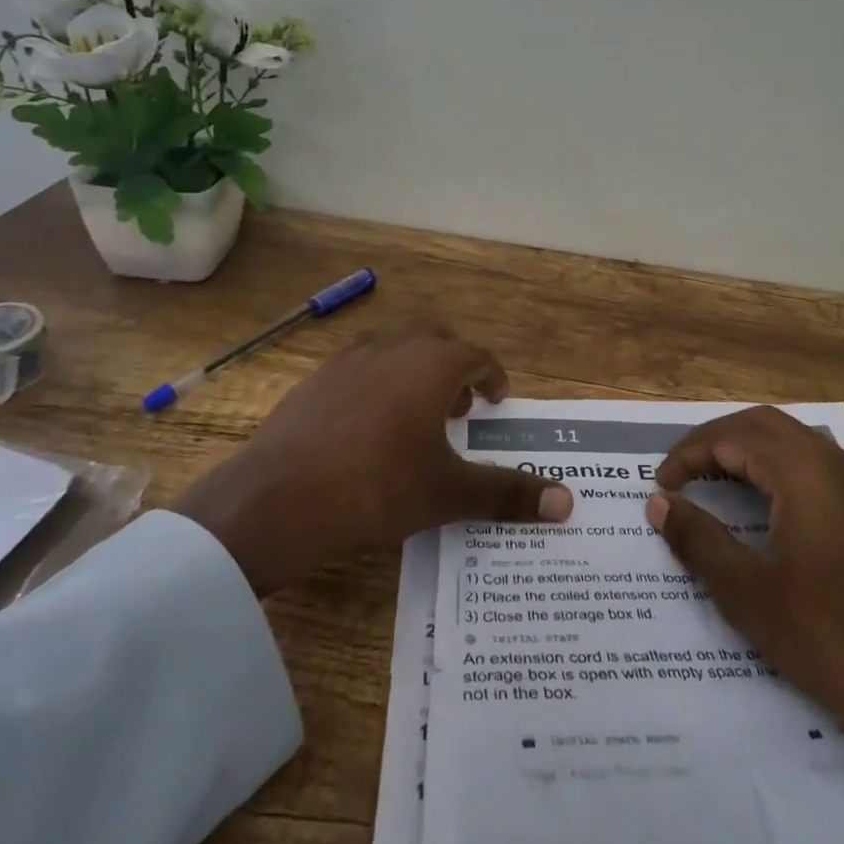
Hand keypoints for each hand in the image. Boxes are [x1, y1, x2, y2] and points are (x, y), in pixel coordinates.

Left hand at [172, 321, 572, 595]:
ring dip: (414, 371)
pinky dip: (377, 384)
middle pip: (435, 339)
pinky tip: (366, 428)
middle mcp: (393, 349)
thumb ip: (508, 494)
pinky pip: (359, 368)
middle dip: (453, 367)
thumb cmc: (377, 487)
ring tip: (415, 415)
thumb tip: (567, 503)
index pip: (476, 356)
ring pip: (394, 348)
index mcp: (432, 365)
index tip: (497, 400)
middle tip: (458, 408)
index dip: (493, 377)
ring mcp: (348, 360)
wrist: (277, 497)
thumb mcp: (448, 494)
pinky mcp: (314, 380)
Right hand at [647, 405, 843, 843]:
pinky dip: (777, 470)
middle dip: (716, 441)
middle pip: (763, 424)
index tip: (660, 487)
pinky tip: (766, 512)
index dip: (689, 454)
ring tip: (713, 485)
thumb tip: (659, 503)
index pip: (733, 436)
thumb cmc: (837, 642)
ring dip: (748, 452)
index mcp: (805, 474)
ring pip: (793, 442)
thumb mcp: (753, 596)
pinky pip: (816, 467)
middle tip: (681, 475)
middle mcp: (835, 464)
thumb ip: (700, 541)